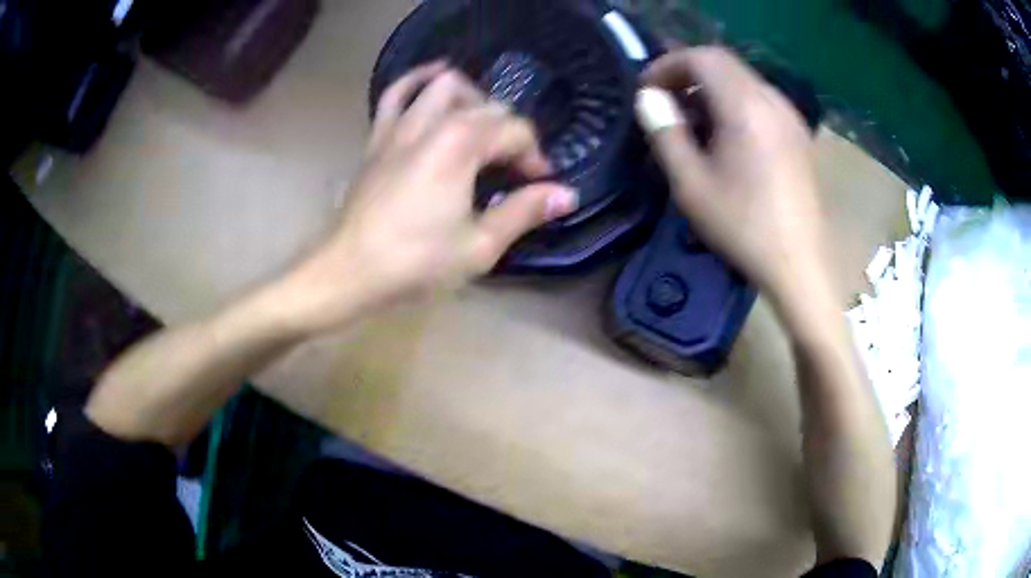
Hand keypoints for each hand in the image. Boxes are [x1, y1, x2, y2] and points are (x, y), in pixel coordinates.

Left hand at [278, 63, 577, 332]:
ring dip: (473, 98)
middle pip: (487, 107)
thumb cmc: (415, 262)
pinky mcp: (378, 138)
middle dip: (510, 133)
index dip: (535, 157)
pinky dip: (417, 79)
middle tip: (514, 169)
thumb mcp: (479, 246)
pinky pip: (396, 94)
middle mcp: (432, 123)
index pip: (515, 132)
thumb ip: (524, 212)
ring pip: (444, 86)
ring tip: (483, 124)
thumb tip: (567, 195)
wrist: (348, 271)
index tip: (540, 186)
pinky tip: (434, 76)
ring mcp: (400, 126)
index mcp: (461, 145)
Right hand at [636, 47, 830, 304]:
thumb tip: (648, 99)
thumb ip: (666, 133)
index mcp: (745, 107)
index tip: (647, 91)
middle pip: (724, 63)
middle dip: (687, 73)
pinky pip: (761, 99)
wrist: (799, 264)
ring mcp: (790, 116)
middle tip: (665, 101)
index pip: (702, 57)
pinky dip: (734, 102)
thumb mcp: (691, 185)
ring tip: (692, 120)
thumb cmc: (743, 227)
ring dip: (711, 87)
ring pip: (743, 79)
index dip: (668, 65)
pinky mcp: (799, 134)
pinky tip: (726, 135)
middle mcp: (772, 101)